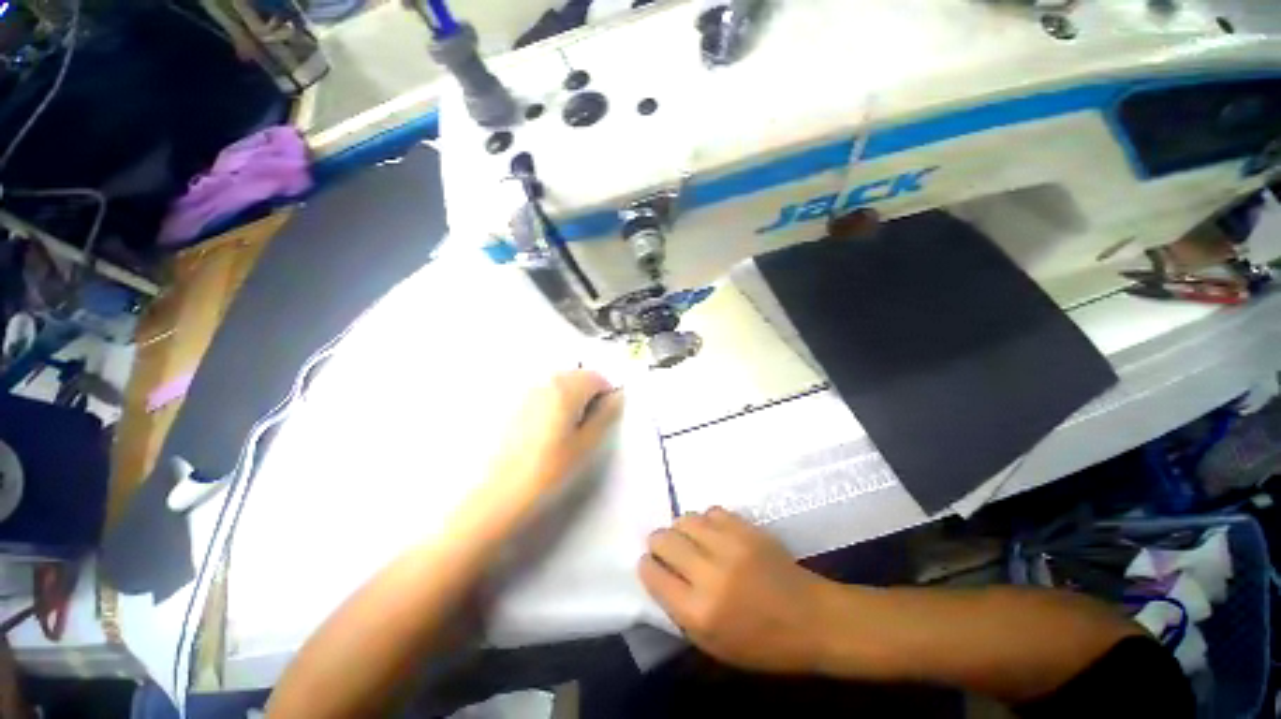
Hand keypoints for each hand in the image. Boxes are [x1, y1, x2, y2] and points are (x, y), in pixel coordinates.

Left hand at [484, 370, 622, 510]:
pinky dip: (551, 403)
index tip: (604, 418)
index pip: (597, 377)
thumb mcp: (586, 444)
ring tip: (564, 431)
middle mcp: (544, 381)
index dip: (606, 395)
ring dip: (569, 398)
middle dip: (587, 393)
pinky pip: (541, 393)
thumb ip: (606, 415)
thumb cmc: (548, 470)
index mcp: (566, 388)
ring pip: (558, 384)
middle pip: (576, 375)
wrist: (496, 494)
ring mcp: (524, 391)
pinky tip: (544, 431)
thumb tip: (617, 397)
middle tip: (586, 425)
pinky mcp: (511, 404)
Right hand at [638, 507, 832, 673]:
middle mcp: (710, 574)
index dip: (646, 566)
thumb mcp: (713, 645)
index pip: (654, 575)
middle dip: (658, 542)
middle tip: (664, 547)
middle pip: (665, 540)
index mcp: (699, 613)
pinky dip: (706, 520)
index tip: (649, 563)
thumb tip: (659, 576)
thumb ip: (680, 611)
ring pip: (685, 519)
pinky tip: (712, 532)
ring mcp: (730, 546)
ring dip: (680, 528)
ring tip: (688, 538)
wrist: (812, 618)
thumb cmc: (762, 644)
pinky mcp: (746, 528)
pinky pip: (711, 511)